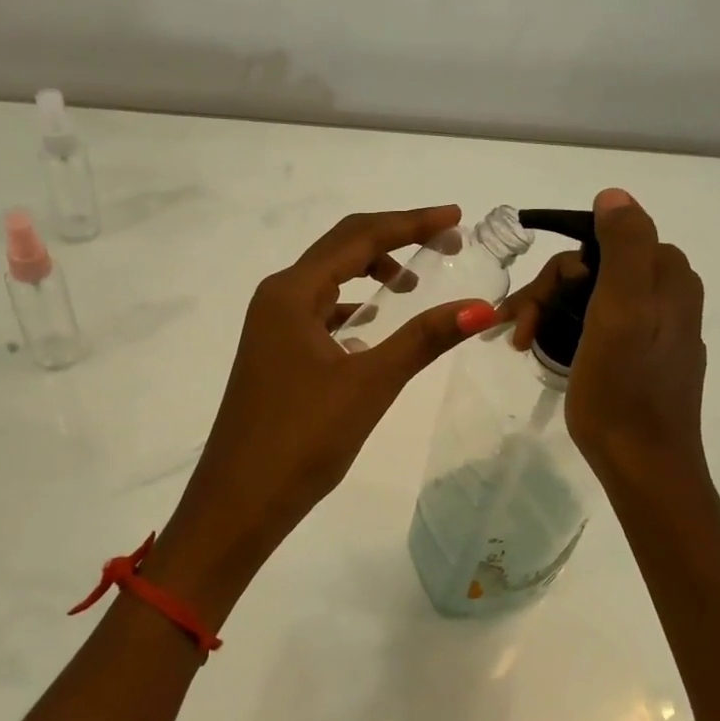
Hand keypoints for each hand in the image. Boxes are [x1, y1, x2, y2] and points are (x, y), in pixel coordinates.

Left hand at [149, 206, 498, 614]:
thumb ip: (424, 339)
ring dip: (369, 274)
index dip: (410, 223)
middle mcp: (276, 298)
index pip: (358, 237)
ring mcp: (270, 328)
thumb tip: (481, 307)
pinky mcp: (273, 355)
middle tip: (444, 242)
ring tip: (412, 286)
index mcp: (292, 293)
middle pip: (340, 249)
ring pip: (327, 283)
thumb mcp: (369, 384)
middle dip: (393, 240)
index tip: (455, 218)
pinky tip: (371, 332)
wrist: (238, 502)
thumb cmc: (301, 439)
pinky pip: (318, 315)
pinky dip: (350, 310)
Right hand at [499, 188, 707, 487]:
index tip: (532, 305)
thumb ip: (625, 245)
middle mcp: (668, 294)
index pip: (600, 242)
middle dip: (548, 294)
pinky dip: (567, 330)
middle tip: (517, 331)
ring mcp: (657, 327)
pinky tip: (545, 351)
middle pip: (594, 269)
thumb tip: (613, 195)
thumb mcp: (622, 309)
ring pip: (591, 296)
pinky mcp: (644, 356)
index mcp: (668, 276)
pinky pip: (599, 324)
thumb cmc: (623, 389)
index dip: (559, 269)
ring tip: (520, 343)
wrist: (644, 465)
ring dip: (550, 312)